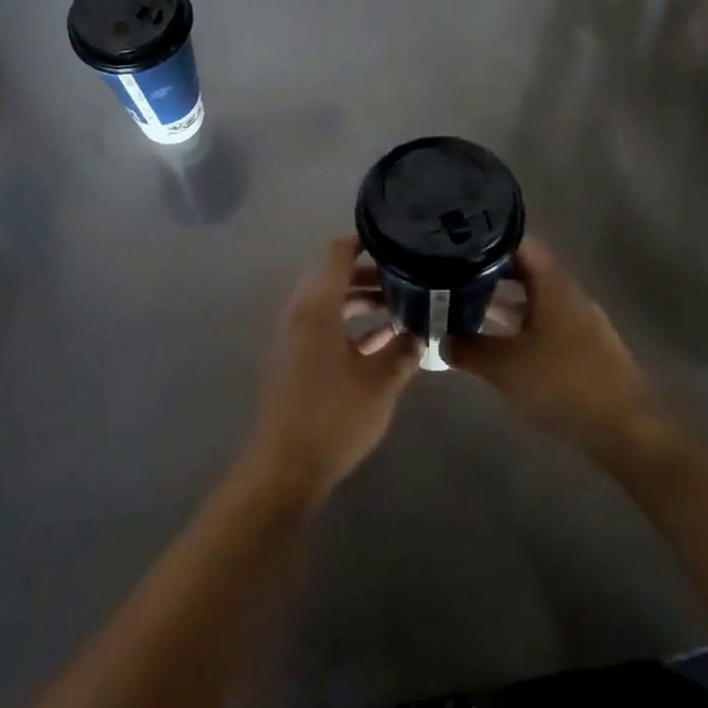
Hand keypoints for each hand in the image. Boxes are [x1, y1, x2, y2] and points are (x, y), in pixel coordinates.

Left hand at [245, 236, 420, 504]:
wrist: (286, 468)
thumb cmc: (334, 417)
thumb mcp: (381, 383)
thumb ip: (403, 351)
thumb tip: (421, 333)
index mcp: (316, 307)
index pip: (337, 254)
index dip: (364, 241)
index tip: (396, 239)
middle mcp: (300, 312)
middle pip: (333, 276)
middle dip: (369, 273)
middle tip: (407, 275)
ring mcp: (293, 336)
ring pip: (329, 302)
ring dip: (360, 300)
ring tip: (400, 305)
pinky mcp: (293, 358)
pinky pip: (323, 325)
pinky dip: (349, 324)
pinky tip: (383, 340)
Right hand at [445, 238, 666, 468]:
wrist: (626, 429)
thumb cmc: (563, 383)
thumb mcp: (504, 366)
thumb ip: (467, 349)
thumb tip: (441, 339)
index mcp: (552, 284)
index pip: (520, 242)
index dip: (488, 236)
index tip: (457, 240)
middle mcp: (567, 293)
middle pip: (525, 269)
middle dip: (489, 271)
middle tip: (452, 274)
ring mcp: (578, 321)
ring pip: (533, 299)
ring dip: (502, 301)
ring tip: (465, 306)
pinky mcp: (582, 348)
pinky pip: (543, 323)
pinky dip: (518, 325)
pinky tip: (497, 343)